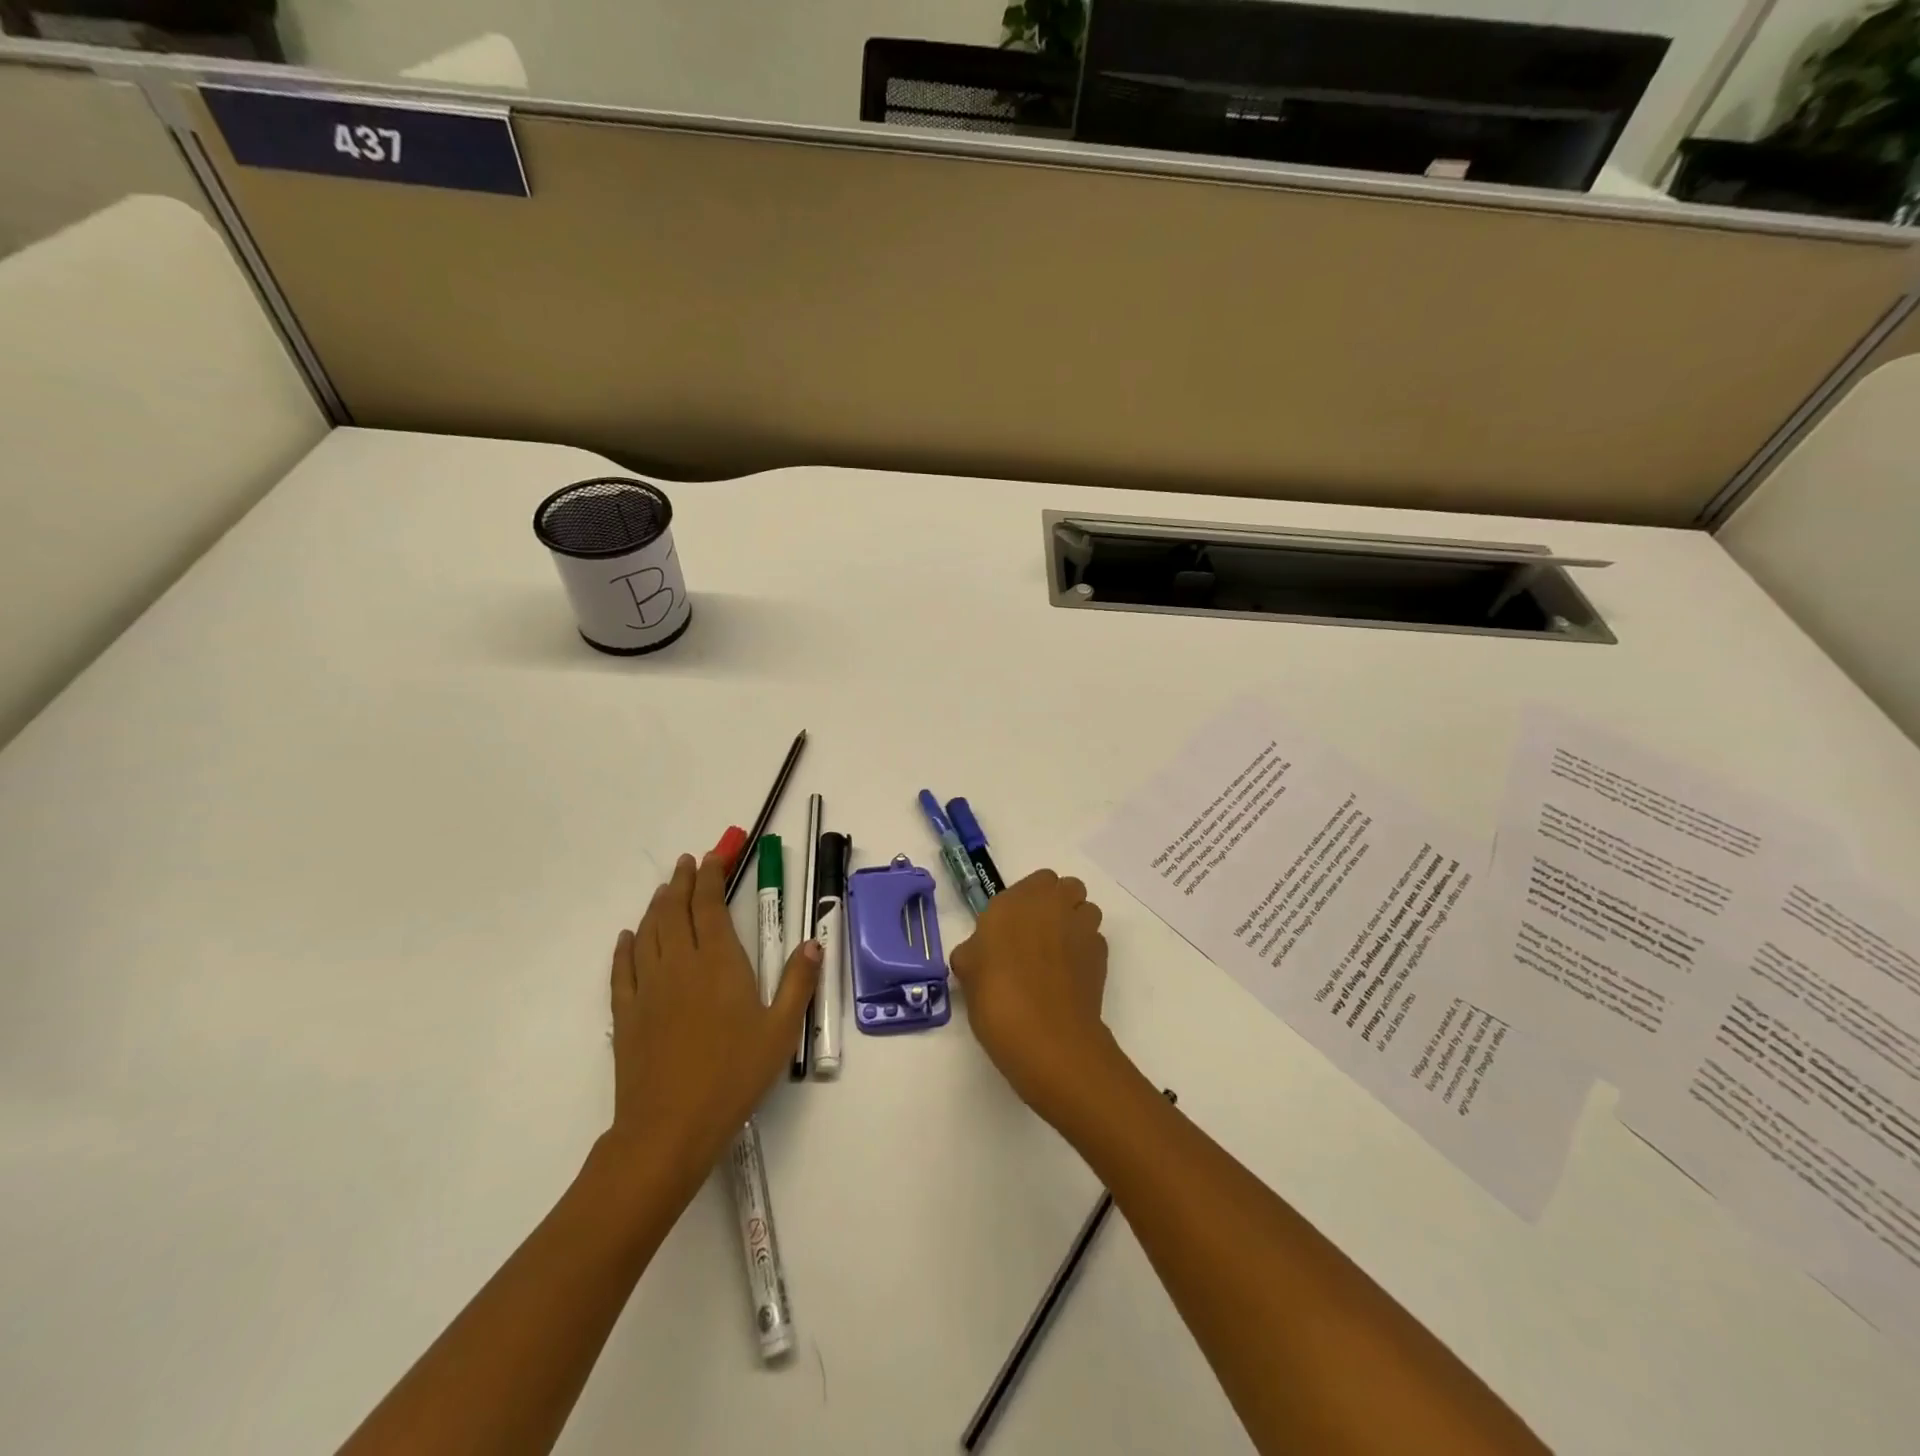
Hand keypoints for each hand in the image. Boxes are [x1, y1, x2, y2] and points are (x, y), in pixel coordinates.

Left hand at [607, 849, 818, 1194]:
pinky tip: (627, 937)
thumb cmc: (733, 1076)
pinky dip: (625, 947)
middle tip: (688, 862)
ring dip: (657, 906)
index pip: (709, 906)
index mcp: (718, 963)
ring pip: (648, 933)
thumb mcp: (780, 1031)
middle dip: (683, 882)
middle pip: (676, 911)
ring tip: (665, 890)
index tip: (715, 856)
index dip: (711, 876)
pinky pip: (622, 969)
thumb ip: (797, 983)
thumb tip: (813, 943)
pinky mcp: (626, 1014)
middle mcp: (680, 965)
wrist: (669, 1127)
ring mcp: (647, 988)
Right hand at [950, 869, 1118, 1125]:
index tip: (1014, 924)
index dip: (1028, 899)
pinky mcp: (1102, 956)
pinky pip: (1095, 941)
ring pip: (1086, 911)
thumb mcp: (967, 970)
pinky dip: (1085, 951)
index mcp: (1017, 900)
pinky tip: (1069, 977)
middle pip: (1067, 888)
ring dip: (1075, 923)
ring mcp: (1082, 929)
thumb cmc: (996, 996)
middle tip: (1037, 935)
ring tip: (1057, 955)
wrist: (1046, 1037)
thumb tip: (980, 953)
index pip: (1037, 880)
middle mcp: (1053, 905)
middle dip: (1057, 904)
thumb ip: (974, 951)